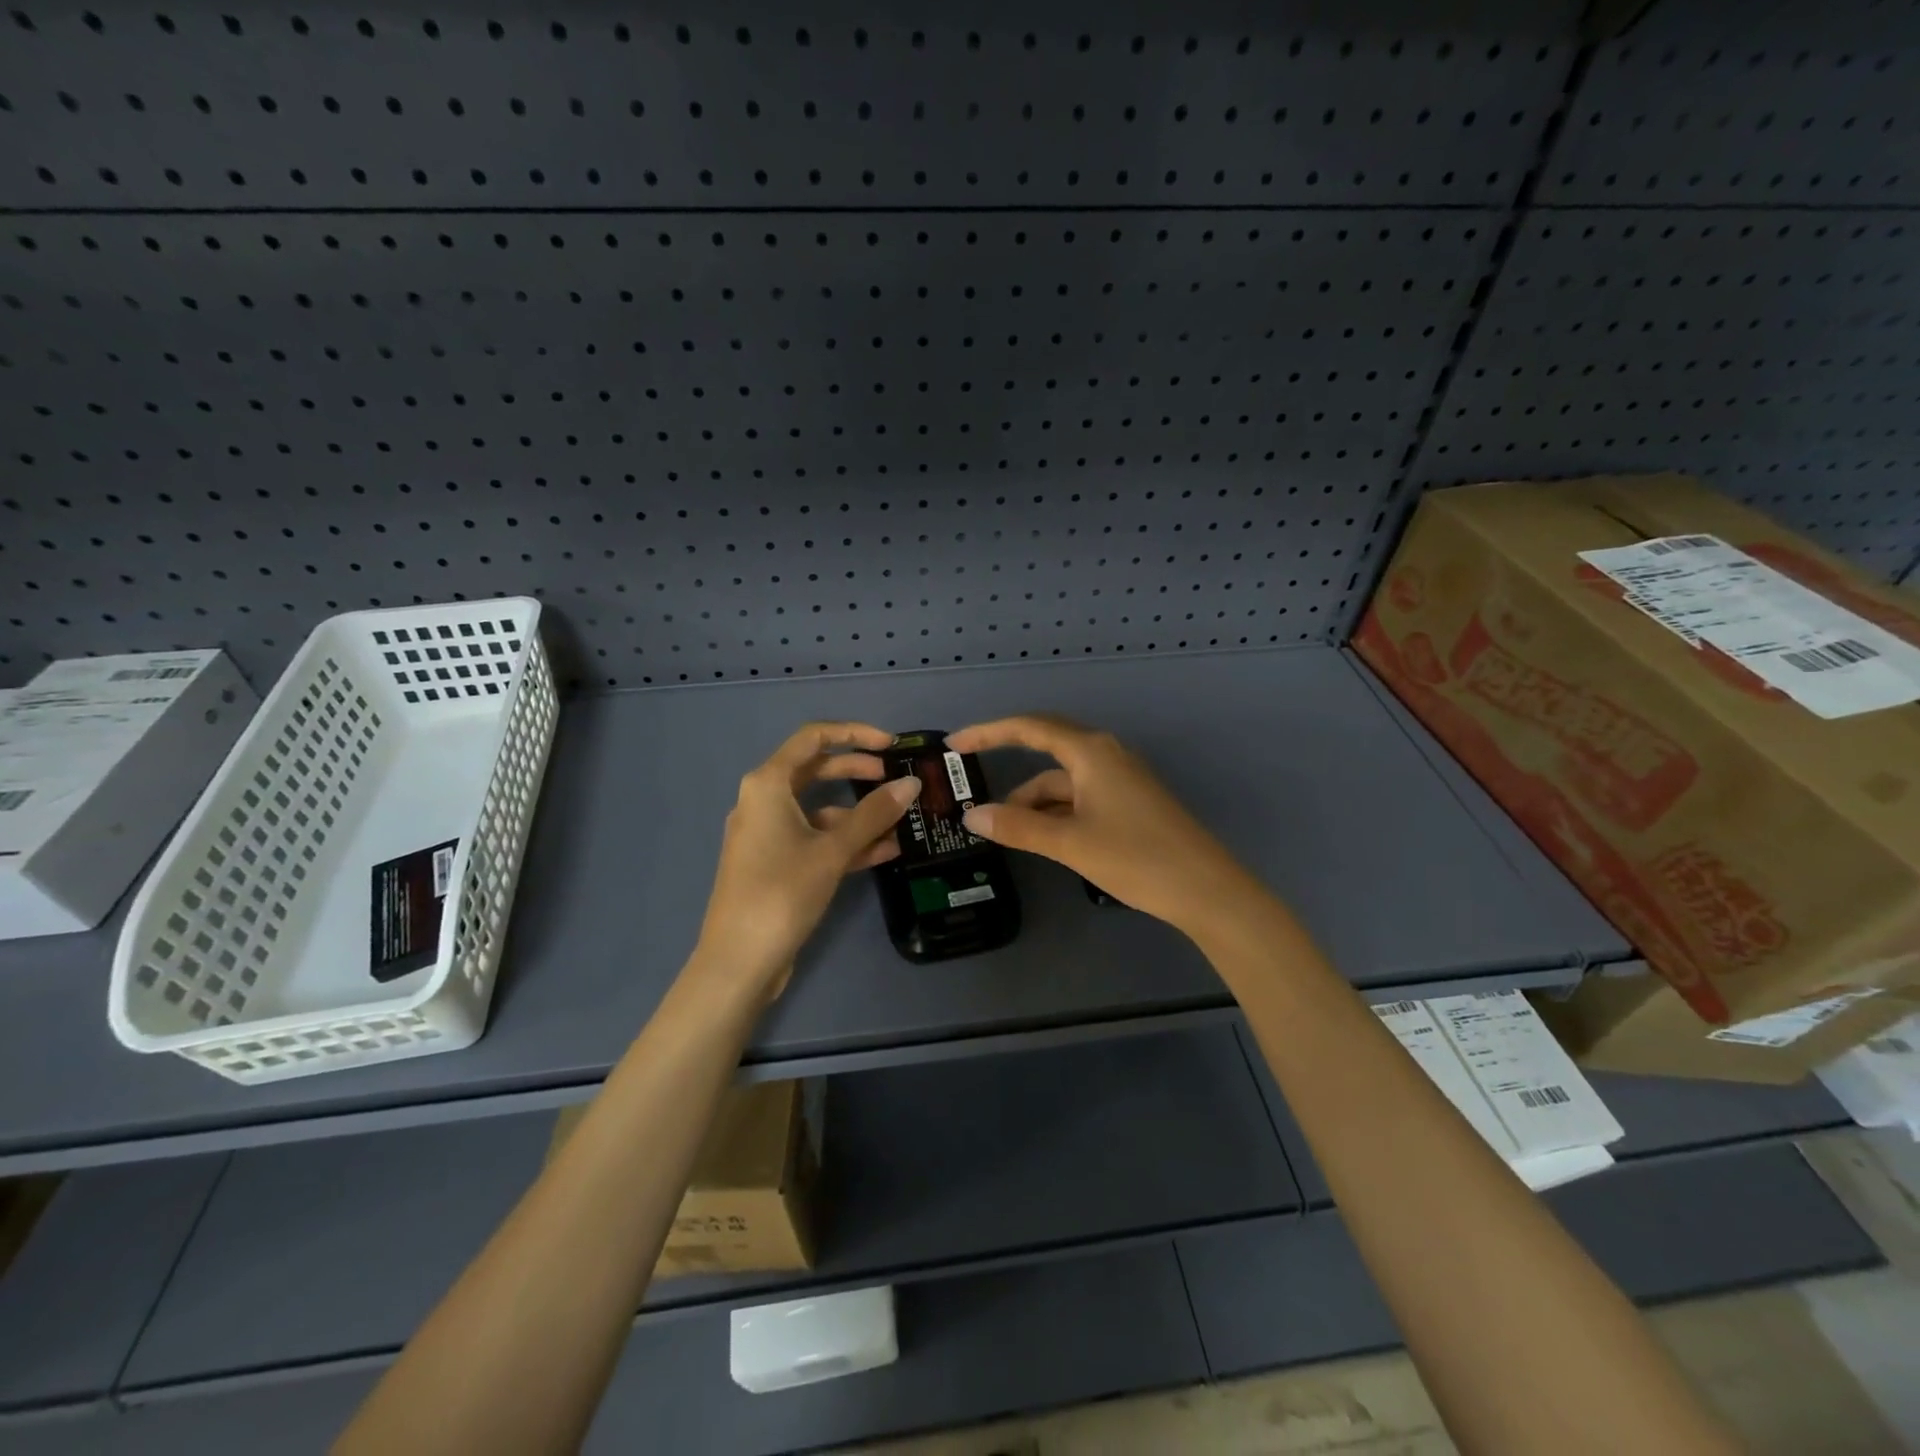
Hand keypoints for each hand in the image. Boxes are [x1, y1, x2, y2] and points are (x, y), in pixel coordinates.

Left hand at [692, 722, 921, 997]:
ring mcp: (769, 834)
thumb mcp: (832, 850)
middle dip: (858, 771)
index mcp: (767, 784)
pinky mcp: (776, 863)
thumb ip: (874, 814)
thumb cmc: (781, 892)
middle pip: (816, 770)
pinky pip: (816, 839)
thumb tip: (911, 784)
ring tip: (902, 820)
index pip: (813, 738)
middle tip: (896, 779)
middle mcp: (764, 801)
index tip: (890, 745)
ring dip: (859, 812)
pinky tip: (886, 850)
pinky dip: (847, 840)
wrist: (738, 961)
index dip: (854, 734)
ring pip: (820, 809)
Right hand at [945, 715, 1262, 935]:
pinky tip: (1040, 834)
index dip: (989, 732)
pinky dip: (1056, 810)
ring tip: (1002, 827)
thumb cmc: (1137, 857)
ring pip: (1063, 779)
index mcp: (1091, 752)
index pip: (1030, 728)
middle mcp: (1106, 755)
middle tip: (969, 779)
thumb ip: (1019, 826)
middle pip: (1046, 748)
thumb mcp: (1070, 842)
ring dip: (1033, 798)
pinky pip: (1080, 795)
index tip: (955, 744)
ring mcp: (1121, 779)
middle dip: (1007, 762)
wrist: (1207, 890)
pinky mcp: (1130, 802)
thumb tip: (972, 816)